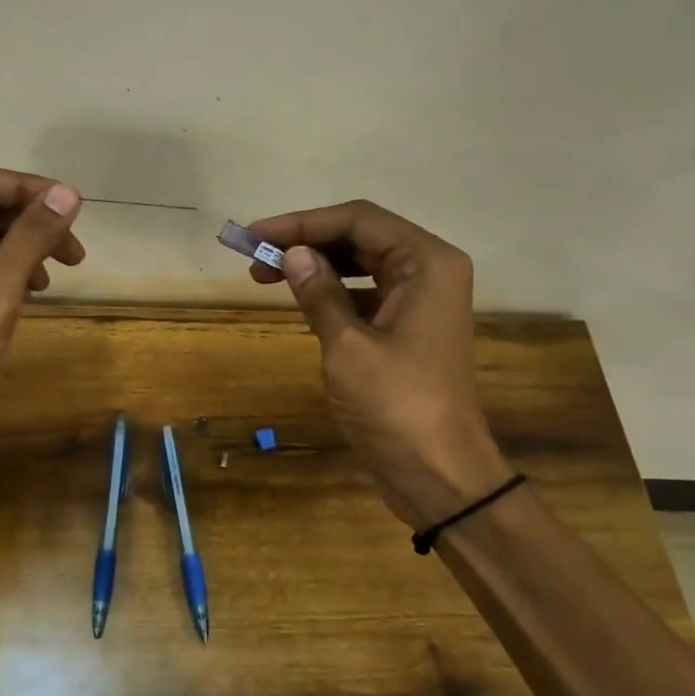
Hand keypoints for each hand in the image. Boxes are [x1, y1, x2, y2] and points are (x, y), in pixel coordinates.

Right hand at [245, 200, 510, 527]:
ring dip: (316, 266)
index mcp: (427, 263)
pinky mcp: (408, 328)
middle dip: (306, 242)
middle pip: (361, 237)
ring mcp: (421, 301)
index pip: (358, 220)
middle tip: (254, 257)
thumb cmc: (396, 407)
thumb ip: (319, 293)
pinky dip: (333, 293)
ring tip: (265, 276)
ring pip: (361, 265)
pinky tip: (301, 301)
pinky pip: (366, 294)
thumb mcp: (348, 347)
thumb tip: (291, 253)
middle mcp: (430, 271)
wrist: (440, 475)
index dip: (302, 223)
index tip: (254, 235)